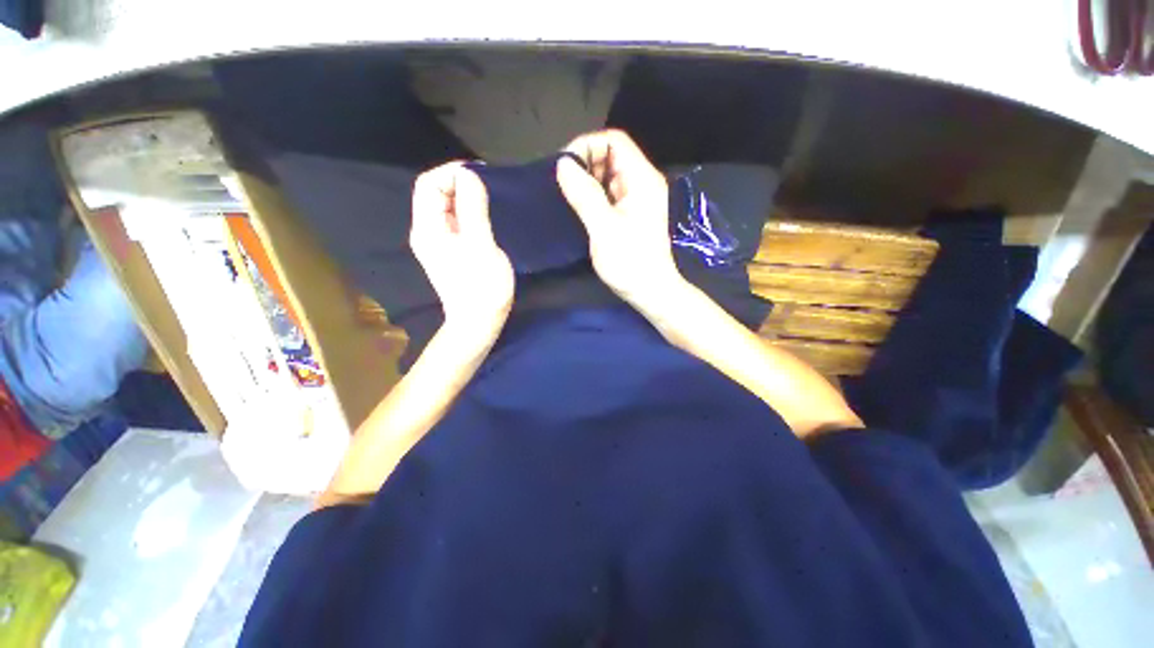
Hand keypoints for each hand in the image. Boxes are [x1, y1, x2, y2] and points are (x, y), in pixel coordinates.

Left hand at [411, 162, 513, 335]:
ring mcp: (438, 243)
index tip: (481, 174)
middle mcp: (427, 231)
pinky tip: (485, 216)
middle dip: (459, 183)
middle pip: (435, 194)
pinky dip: (468, 212)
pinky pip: (455, 221)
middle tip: (489, 186)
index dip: (451, 173)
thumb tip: (469, 175)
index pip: (428, 185)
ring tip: (491, 198)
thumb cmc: (482, 286)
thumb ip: (473, 209)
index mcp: (428, 228)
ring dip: (466, 197)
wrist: (479, 322)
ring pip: (446, 207)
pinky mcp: (450, 251)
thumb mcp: (481, 245)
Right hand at [556, 130, 686, 311]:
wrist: (650, 291)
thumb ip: (584, 195)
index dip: (587, 146)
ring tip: (567, 196)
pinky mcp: (630, 213)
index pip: (614, 141)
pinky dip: (592, 195)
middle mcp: (641, 182)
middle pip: (611, 155)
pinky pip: (608, 193)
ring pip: (607, 175)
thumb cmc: (630, 263)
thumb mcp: (604, 228)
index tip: (564, 167)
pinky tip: (578, 207)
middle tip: (563, 184)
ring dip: (586, 180)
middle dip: (584, 163)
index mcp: (641, 179)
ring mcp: (636, 198)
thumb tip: (563, 164)